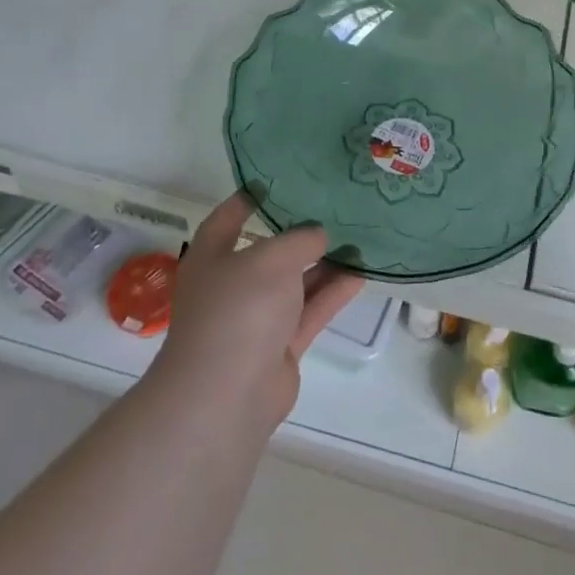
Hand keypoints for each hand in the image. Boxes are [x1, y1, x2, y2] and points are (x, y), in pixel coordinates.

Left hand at [152, 192, 364, 433]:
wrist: (227, 396)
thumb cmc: (238, 309)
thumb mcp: (271, 258)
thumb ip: (300, 239)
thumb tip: (319, 235)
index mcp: (212, 256)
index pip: (229, 217)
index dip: (252, 197)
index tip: (283, 178)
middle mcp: (232, 284)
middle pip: (269, 250)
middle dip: (299, 231)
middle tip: (335, 206)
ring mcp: (256, 318)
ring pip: (295, 282)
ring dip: (324, 263)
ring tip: (358, 237)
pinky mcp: (280, 346)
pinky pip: (310, 310)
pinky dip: (333, 293)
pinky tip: (361, 274)